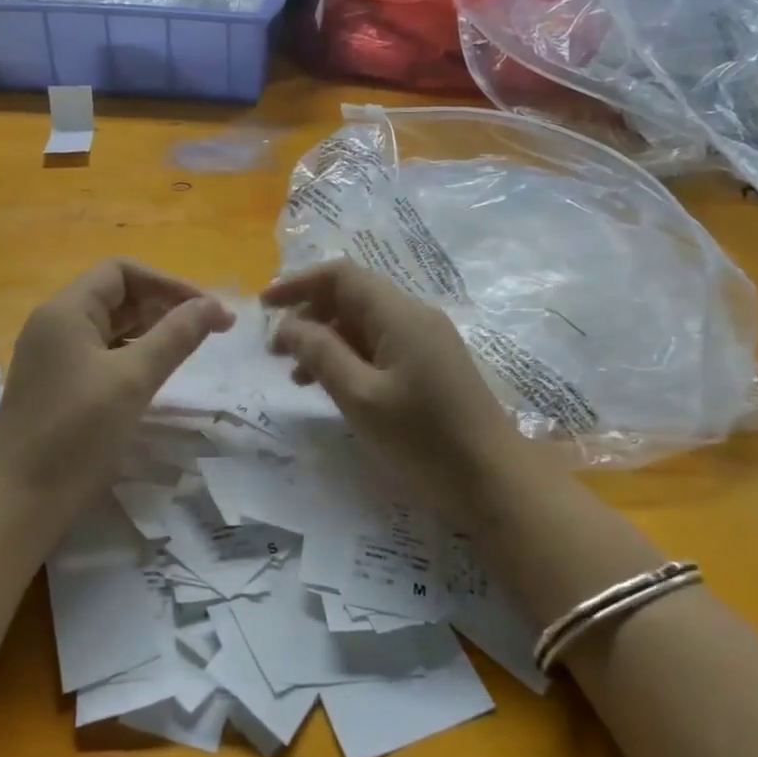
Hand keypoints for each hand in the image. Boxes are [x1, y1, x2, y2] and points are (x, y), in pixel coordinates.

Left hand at [0, 260, 232, 525]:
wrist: (19, 502)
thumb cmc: (76, 433)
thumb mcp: (133, 379)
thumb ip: (176, 336)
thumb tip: (214, 304)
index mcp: (66, 311)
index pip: (122, 271)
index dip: (168, 283)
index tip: (206, 309)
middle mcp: (55, 324)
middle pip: (116, 295)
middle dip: (163, 306)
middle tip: (207, 331)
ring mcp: (54, 356)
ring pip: (110, 326)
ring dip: (151, 330)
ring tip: (188, 349)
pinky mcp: (57, 384)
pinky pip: (101, 353)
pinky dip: (132, 354)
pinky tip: (155, 374)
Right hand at [262, 261, 524, 523]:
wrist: (494, 481)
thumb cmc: (424, 440)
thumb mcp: (361, 398)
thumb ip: (321, 354)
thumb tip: (289, 325)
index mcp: (400, 315)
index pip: (342, 276)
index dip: (299, 284)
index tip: (263, 307)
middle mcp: (416, 316)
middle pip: (353, 296)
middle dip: (310, 315)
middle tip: (276, 351)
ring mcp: (428, 340)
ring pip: (366, 324)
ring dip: (327, 339)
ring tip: (296, 377)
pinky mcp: (432, 364)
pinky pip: (382, 345)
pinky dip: (351, 357)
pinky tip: (333, 387)